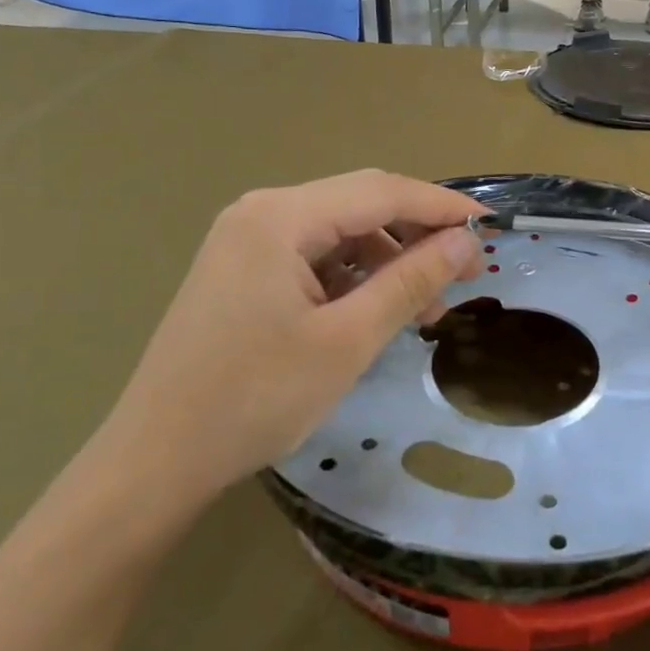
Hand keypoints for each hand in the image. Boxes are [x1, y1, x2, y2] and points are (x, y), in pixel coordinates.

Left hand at [97, 170, 483, 520]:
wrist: (157, 458)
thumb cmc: (255, 398)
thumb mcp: (347, 340)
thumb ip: (410, 281)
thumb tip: (466, 243)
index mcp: (280, 217)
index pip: (381, 192)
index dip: (442, 207)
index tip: (491, 228)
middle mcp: (261, 213)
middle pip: (359, 204)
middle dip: (417, 233)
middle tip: (466, 271)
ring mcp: (246, 241)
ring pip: (339, 232)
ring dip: (387, 261)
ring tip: (424, 308)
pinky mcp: (242, 271)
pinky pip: (313, 257)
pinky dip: (353, 277)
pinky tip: (376, 311)